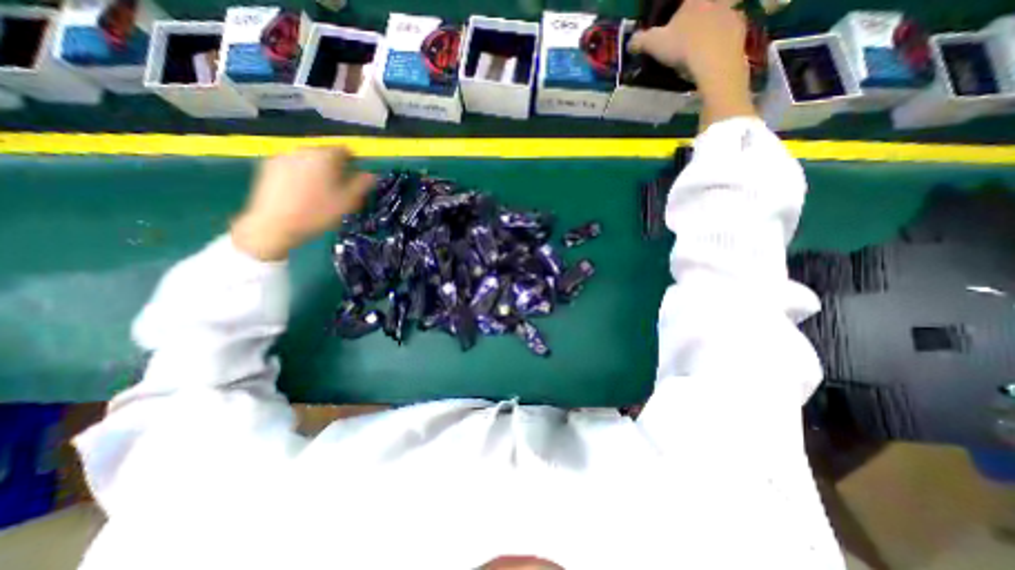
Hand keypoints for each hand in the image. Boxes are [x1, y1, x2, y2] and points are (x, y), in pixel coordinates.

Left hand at [230, 147, 371, 259]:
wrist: (275, 224)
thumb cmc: (317, 213)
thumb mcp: (347, 201)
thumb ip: (362, 184)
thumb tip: (371, 175)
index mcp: (325, 156)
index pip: (345, 150)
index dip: (354, 162)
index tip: (356, 176)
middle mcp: (304, 150)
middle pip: (325, 153)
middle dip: (334, 167)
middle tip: (339, 187)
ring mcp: (284, 156)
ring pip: (309, 160)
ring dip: (317, 170)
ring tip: (320, 191)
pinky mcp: (269, 166)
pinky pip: (293, 165)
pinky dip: (301, 174)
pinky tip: (302, 192)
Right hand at [631, 0, 746, 85]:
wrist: (715, 60)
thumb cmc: (683, 46)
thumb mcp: (654, 44)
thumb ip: (641, 40)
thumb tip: (631, 42)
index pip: (683, 2)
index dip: (674, 12)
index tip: (670, 27)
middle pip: (702, 6)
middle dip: (695, 17)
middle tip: (685, 37)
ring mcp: (731, 11)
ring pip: (719, 15)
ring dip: (710, 27)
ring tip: (699, 47)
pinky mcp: (741, 26)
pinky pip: (729, 29)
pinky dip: (721, 39)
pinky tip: (712, 54)